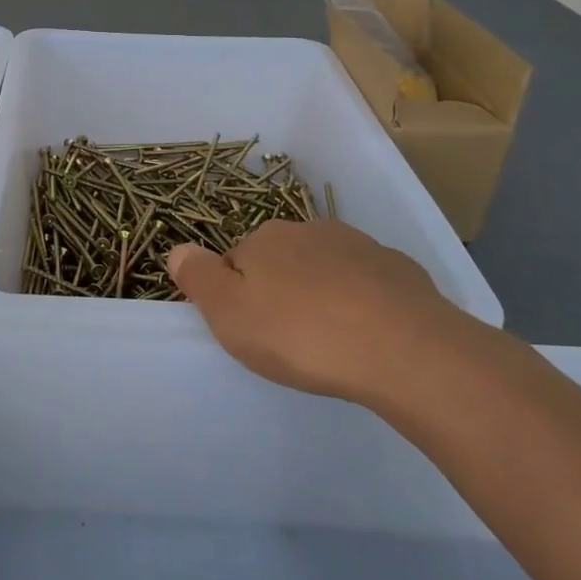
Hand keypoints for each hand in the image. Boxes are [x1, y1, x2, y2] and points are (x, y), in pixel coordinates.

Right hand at [167, 219, 473, 405]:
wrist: (404, 349)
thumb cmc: (301, 334)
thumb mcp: (229, 313)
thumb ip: (198, 278)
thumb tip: (176, 249)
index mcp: (264, 239)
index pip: (235, 261)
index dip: (236, 296)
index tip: (251, 330)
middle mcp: (308, 230)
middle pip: (281, 261)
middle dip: (280, 291)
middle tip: (288, 340)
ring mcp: (359, 246)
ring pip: (324, 269)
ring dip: (320, 294)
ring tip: (330, 342)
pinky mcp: (398, 270)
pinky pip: (366, 284)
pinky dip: (361, 303)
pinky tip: (368, 337)